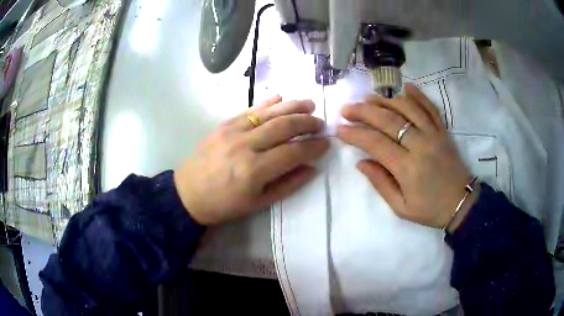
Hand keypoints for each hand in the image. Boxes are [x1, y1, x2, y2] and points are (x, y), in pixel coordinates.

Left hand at [174, 96, 328, 224]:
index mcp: (254, 171)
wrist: (188, 194)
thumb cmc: (225, 204)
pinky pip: (249, 109)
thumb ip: (288, 184)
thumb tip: (312, 168)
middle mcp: (245, 146)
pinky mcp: (223, 125)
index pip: (293, 152)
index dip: (314, 147)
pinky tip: (281, 98)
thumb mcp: (259, 203)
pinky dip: (267, 103)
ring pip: (269, 113)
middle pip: (283, 127)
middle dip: (307, 122)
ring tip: (309, 105)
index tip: (326, 143)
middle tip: (320, 123)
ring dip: (292, 106)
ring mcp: (232, 131)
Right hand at [337, 84, 478, 230]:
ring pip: (408, 108)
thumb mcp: (401, 208)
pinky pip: (431, 108)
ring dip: (386, 100)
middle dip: (364, 111)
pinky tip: (405, 87)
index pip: (376, 143)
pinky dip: (418, 95)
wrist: (461, 204)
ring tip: (368, 99)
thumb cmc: (430, 210)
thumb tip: (361, 162)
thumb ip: (381, 184)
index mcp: (408, 168)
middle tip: (347, 109)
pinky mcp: (443, 131)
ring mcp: (434, 135)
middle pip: (389, 120)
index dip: (355, 134)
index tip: (340, 129)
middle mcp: (420, 145)